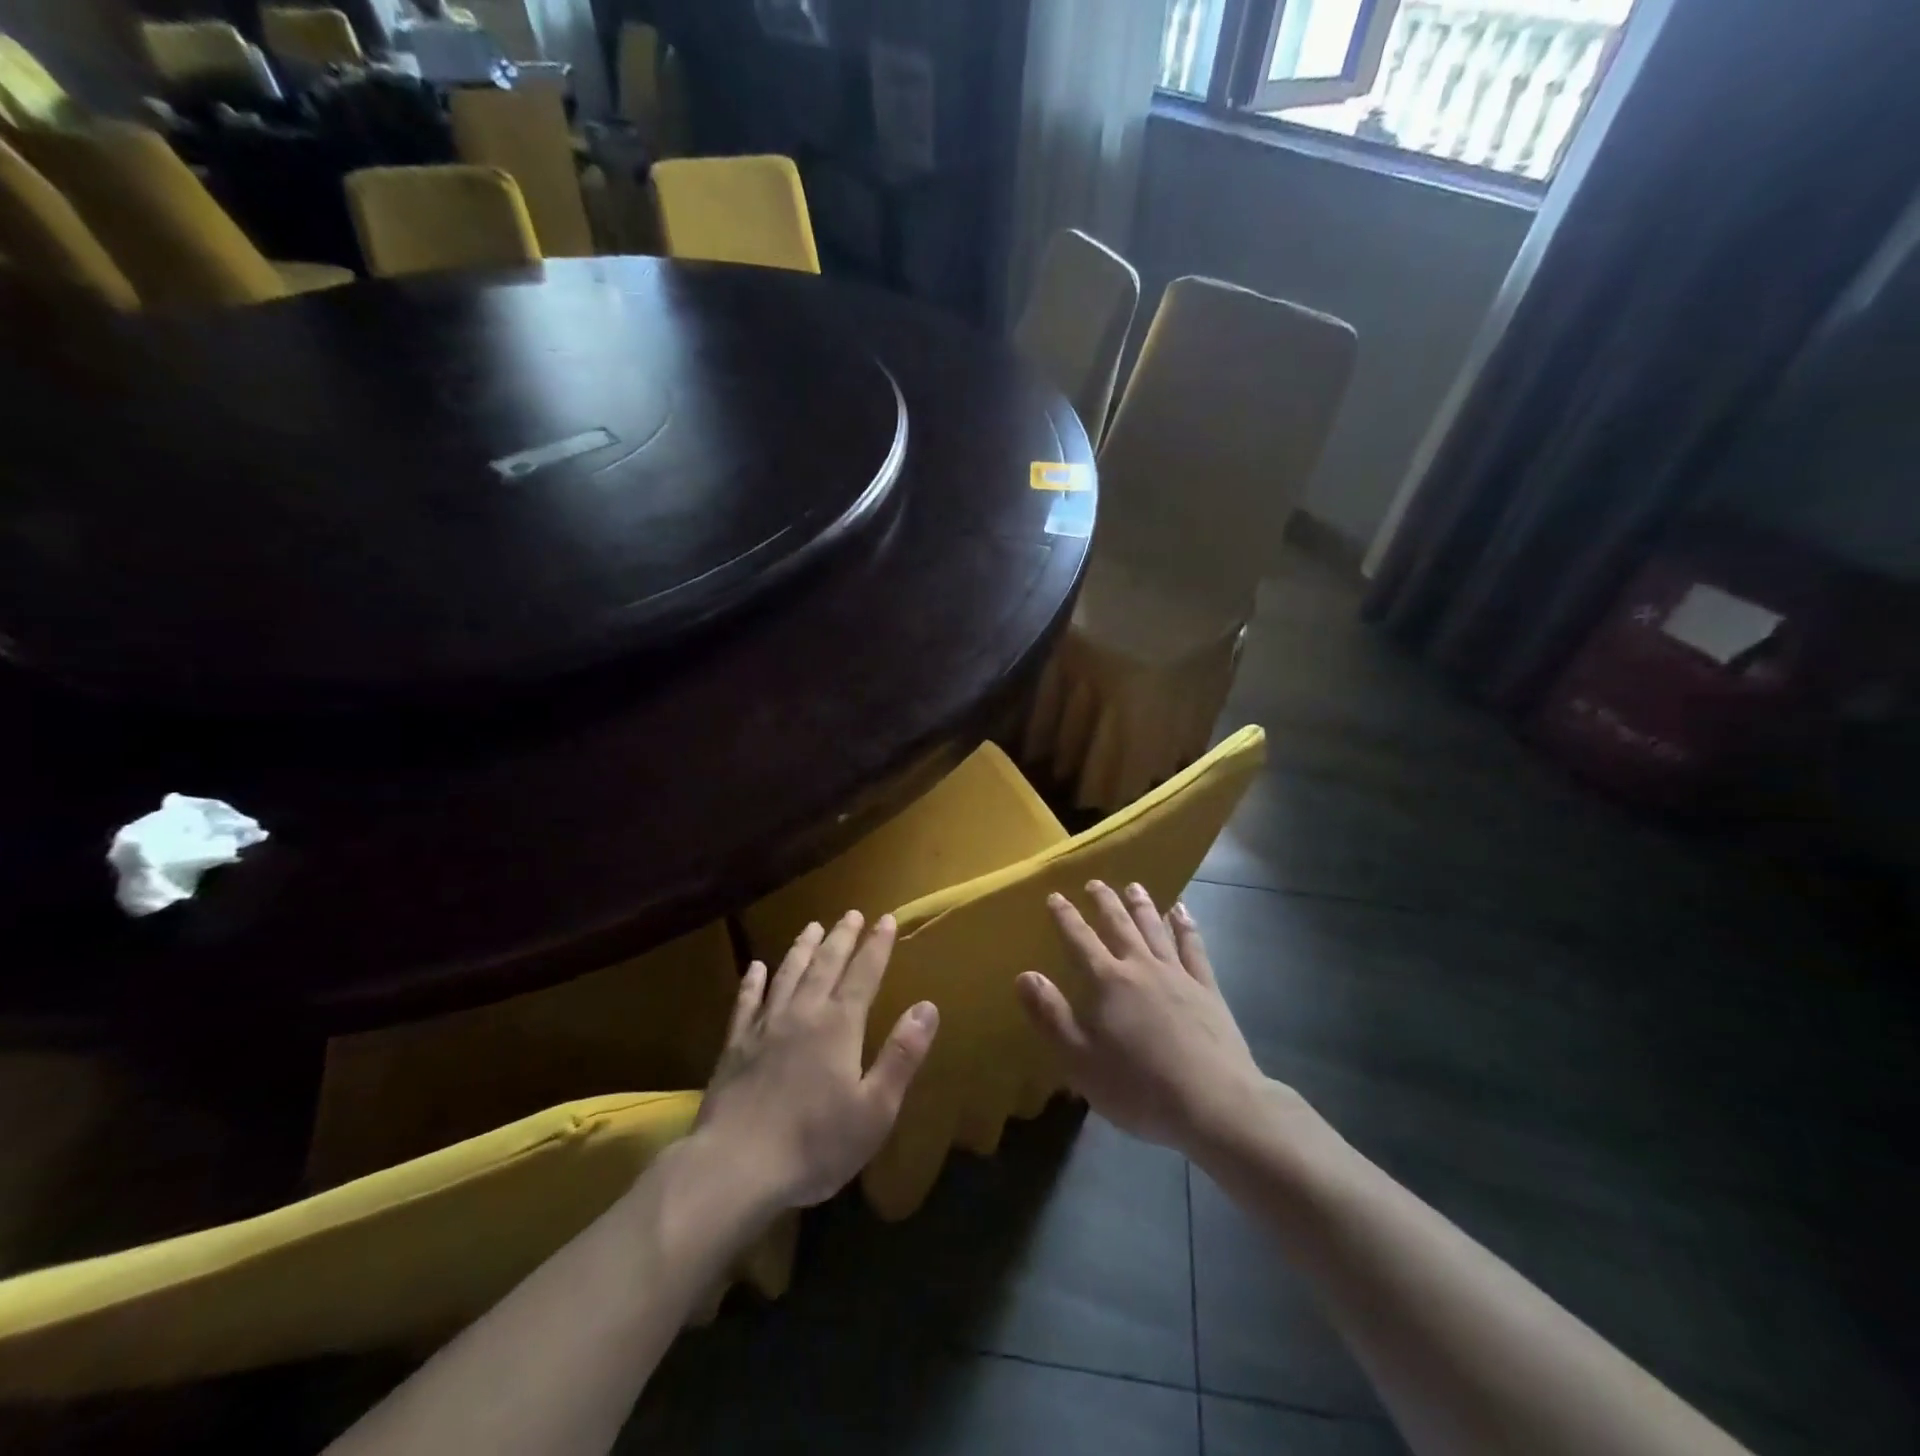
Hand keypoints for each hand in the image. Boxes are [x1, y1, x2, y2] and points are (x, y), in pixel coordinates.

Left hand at [695, 911, 939, 1209]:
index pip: (864, 974)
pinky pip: (746, 1002)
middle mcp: (803, 1013)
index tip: (886, 920)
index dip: (877, 946)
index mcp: (839, 1026)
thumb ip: (902, 1055)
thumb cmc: (815, 1144)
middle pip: (826, 965)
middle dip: (841, 937)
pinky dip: (753, 982)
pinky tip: (756, 968)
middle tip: (851, 913)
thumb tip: (928, 1007)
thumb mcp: (875, 1109)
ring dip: (802, 948)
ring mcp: (765, 1026)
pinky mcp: (736, 1045)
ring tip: (812, 926)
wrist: (735, 1166)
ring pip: (788, 974)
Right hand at [1018, 882, 1270, 1156]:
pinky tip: (1182, 912)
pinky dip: (1185, 926)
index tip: (1055, 896)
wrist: (1214, 1102)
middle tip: (1095, 883)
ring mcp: (1178, 975)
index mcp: (1108, 983)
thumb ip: (1051, 1015)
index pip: (1080, 940)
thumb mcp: (1080, 1060)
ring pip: (1155, 929)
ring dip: (1142, 905)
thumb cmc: (1139, 1087)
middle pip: (1120, 925)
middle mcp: (1141, 967)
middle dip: (1104, 902)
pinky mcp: (1207, 989)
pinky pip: (1194, 947)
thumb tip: (1025, 975)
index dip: (1065, 917)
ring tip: (1134, 886)